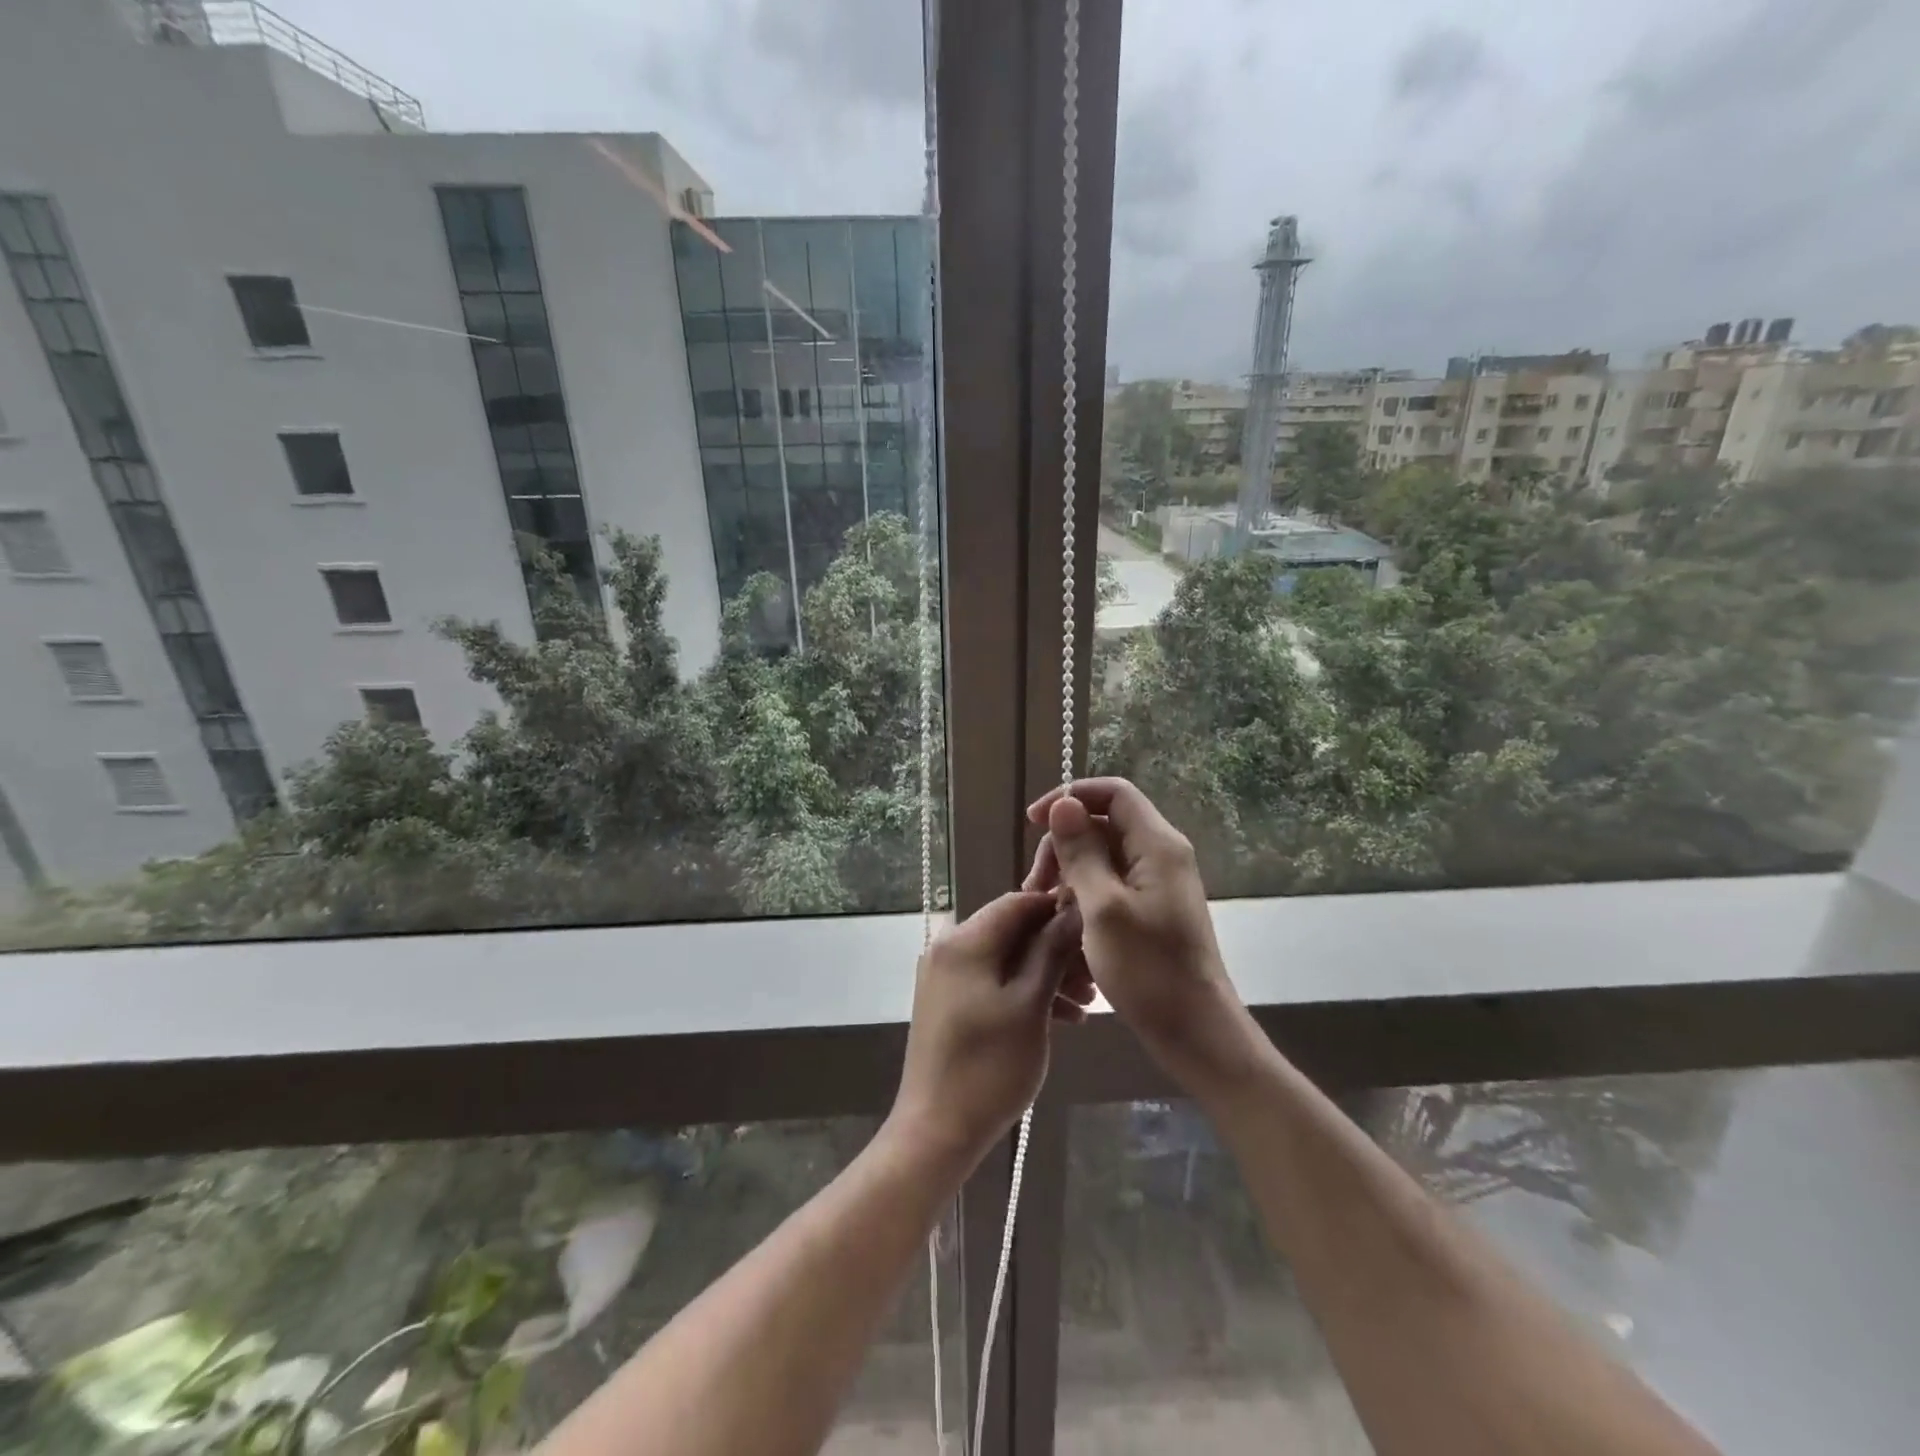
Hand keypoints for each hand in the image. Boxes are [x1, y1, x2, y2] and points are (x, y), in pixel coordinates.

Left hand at [887, 891, 1092, 1167]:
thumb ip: (1051, 951)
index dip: (1058, 909)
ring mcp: (945, 975)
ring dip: (1046, 974)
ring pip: (1005, 958)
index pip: (1018, 901)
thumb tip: (1073, 908)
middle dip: (1056, 949)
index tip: (1095, 929)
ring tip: (1086, 1004)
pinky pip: (992, 980)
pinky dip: (1024, 991)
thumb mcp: (1030, 1005)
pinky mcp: (948, 1000)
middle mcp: (949, 947)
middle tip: (1095, 980)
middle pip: (1012, 930)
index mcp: (964, 940)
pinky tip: (1063, 1018)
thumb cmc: (989, 1066)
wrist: (936, 1130)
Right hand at [1025, 778, 1261, 1094]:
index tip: (1033, 822)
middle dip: (1062, 844)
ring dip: (1068, 873)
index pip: (1112, 792)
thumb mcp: (1103, 909)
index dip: (1070, 796)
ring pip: (1102, 855)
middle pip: (1102, 823)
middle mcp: (1160, 855)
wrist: (1195, 1033)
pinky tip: (1064, 921)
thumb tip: (1063, 803)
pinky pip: (1110, 883)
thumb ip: (1081, 852)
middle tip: (1035, 885)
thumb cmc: (1148, 971)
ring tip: (1044, 908)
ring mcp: (1157, 883)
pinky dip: (1082, 893)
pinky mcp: (1151, 908)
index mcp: (1157, 845)